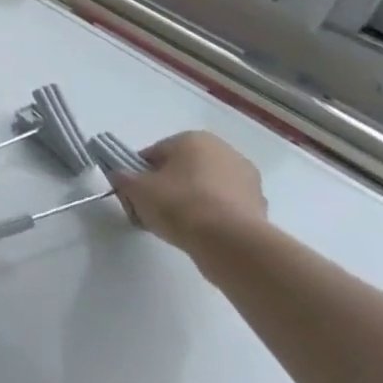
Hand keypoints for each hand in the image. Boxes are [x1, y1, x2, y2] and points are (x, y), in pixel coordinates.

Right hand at [108, 131, 267, 255]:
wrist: (230, 243)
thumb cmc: (178, 203)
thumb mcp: (135, 188)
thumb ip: (123, 178)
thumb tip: (121, 177)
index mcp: (194, 139)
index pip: (155, 153)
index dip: (140, 173)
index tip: (134, 193)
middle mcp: (225, 152)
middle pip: (182, 168)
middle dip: (167, 185)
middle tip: (152, 208)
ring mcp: (248, 181)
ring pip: (205, 188)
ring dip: (190, 201)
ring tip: (174, 224)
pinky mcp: (260, 208)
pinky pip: (223, 207)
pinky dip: (210, 216)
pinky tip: (197, 233)